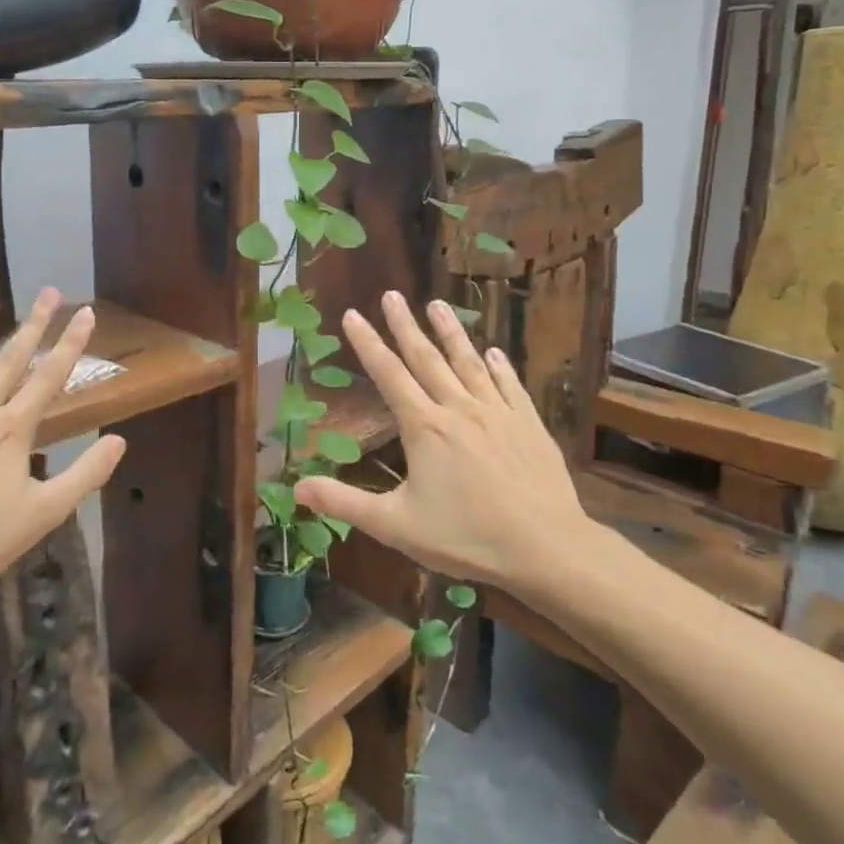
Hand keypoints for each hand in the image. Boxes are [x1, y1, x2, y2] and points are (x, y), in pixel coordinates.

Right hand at [294, 292, 595, 587]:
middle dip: (405, 325)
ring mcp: (498, 413)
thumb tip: (296, 488)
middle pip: (426, 358)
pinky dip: (500, 366)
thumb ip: (345, 503)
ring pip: (469, 363)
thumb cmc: (467, 537)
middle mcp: (459, 409)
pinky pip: (510, 386)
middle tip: (392, 295)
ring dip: (451, 333)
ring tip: (437, 304)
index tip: (352, 314)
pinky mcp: (529, 425)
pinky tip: (495, 352)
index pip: (388, 375)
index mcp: (424, 427)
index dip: (367, 344)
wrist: (547, 549)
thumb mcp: (395, 526)